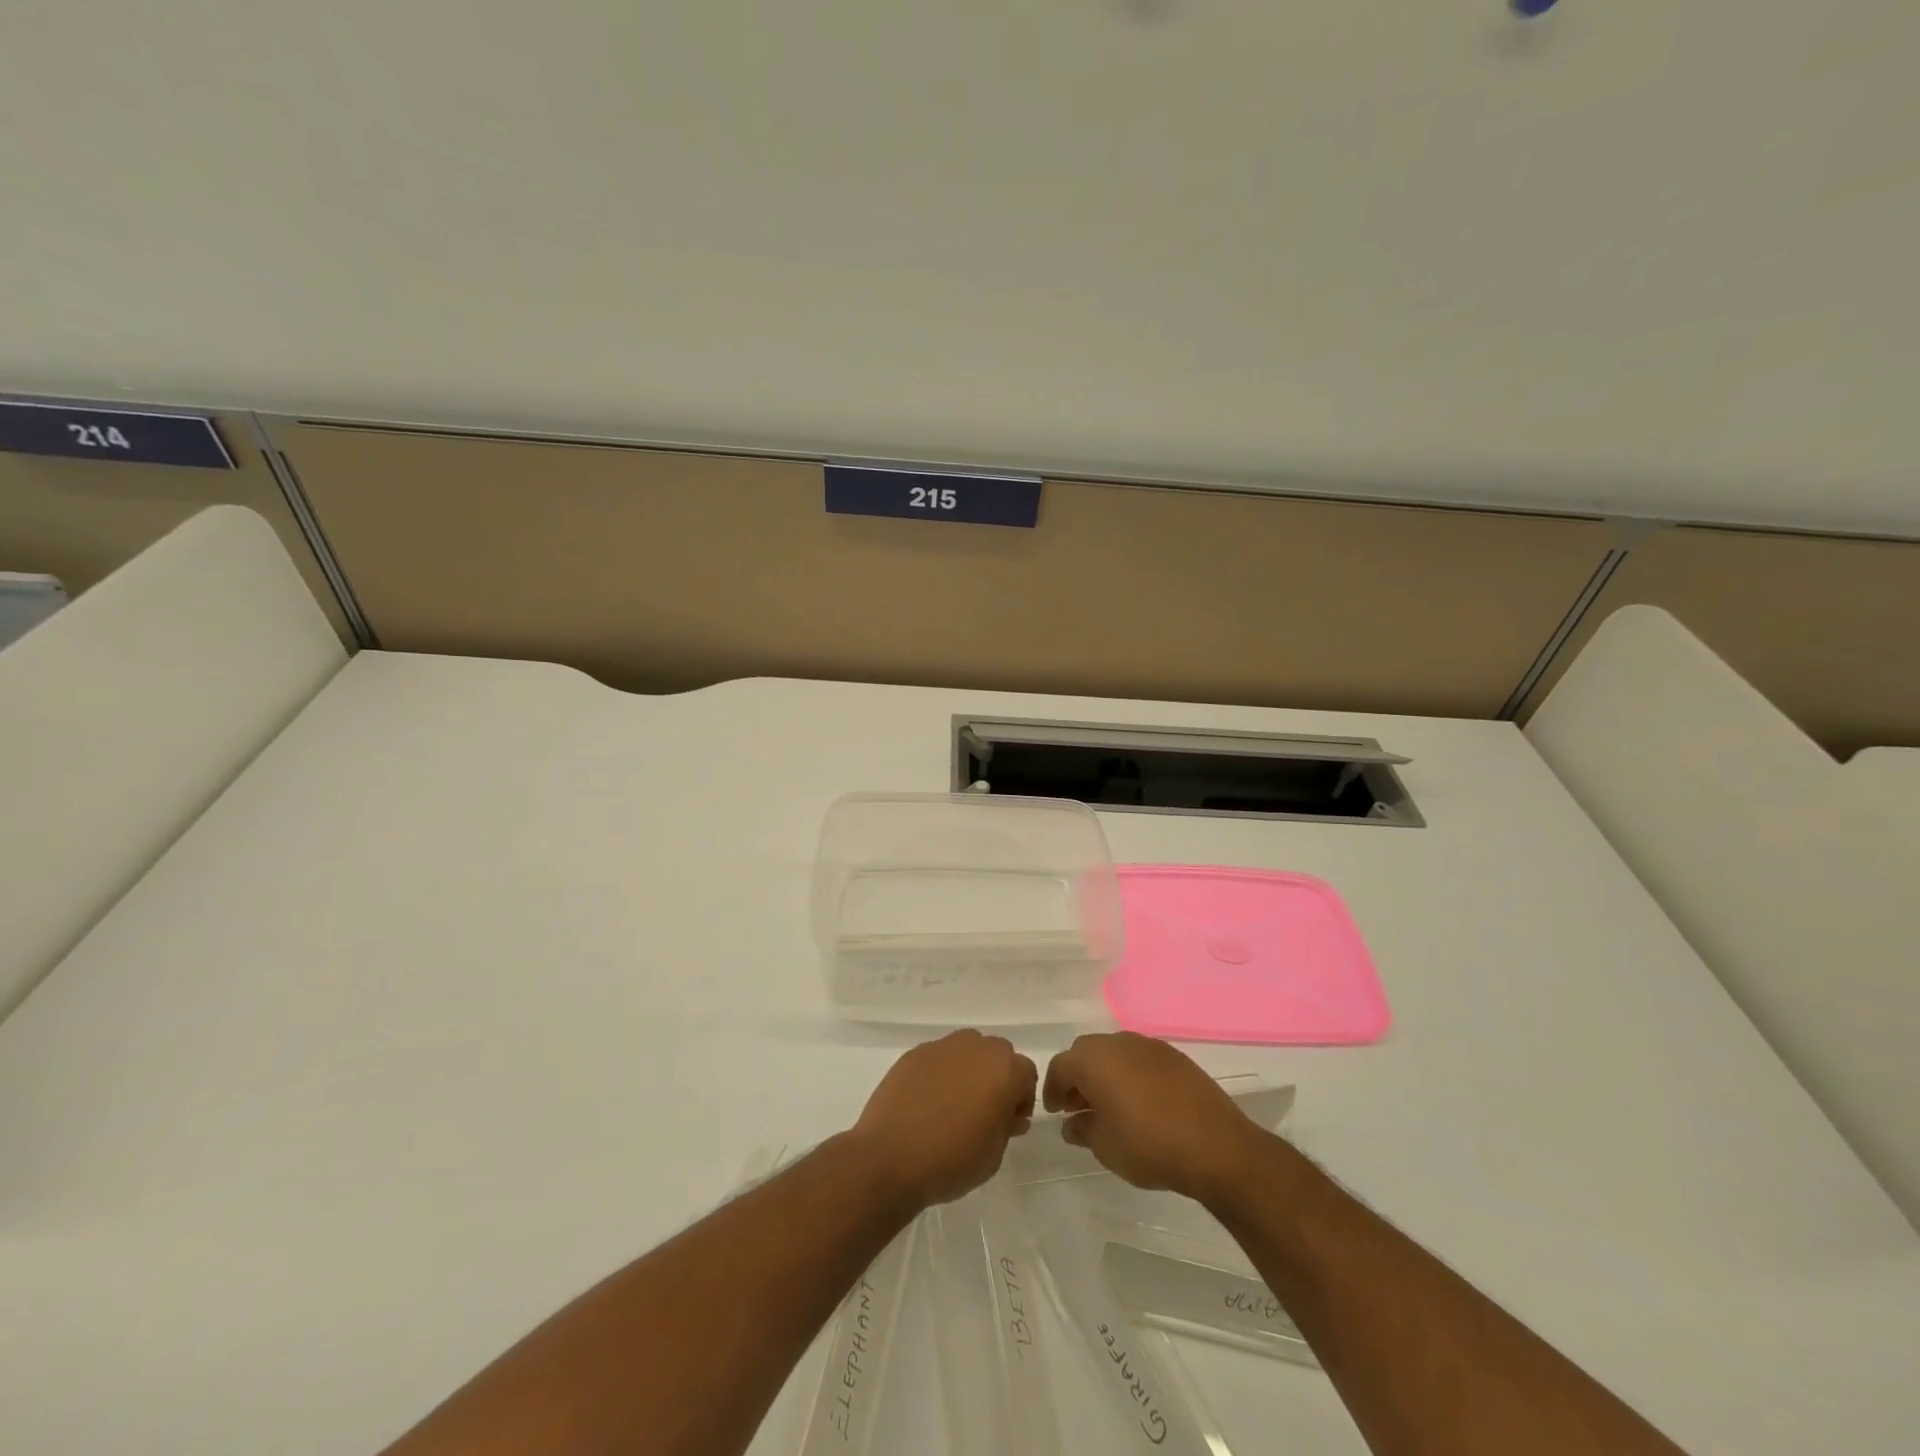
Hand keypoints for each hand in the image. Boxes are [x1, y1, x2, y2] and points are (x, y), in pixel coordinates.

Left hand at [850, 1030, 1037, 1209]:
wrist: (889, 1158)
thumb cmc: (951, 1161)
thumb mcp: (994, 1155)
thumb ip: (1006, 1127)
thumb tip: (1007, 1115)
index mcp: (1003, 1069)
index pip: (1026, 1073)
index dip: (1022, 1098)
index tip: (1009, 1122)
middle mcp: (975, 1047)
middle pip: (998, 1054)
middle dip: (997, 1078)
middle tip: (985, 1111)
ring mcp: (942, 1047)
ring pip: (967, 1049)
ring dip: (970, 1069)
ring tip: (955, 1103)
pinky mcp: (915, 1053)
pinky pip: (939, 1057)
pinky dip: (941, 1072)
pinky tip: (928, 1101)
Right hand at [1042, 1032, 1265, 1202]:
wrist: (1216, 1146)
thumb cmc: (1149, 1146)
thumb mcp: (1105, 1147)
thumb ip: (1082, 1130)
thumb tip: (1072, 1123)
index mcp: (1093, 1060)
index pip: (1060, 1066)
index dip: (1053, 1089)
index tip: (1055, 1112)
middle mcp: (1117, 1043)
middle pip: (1086, 1053)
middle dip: (1078, 1077)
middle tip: (1078, 1107)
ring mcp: (1148, 1046)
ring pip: (1114, 1052)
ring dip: (1105, 1073)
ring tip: (1110, 1106)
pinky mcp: (1174, 1056)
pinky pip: (1140, 1059)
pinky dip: (1131, 1074)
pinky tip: (1140, 1102)